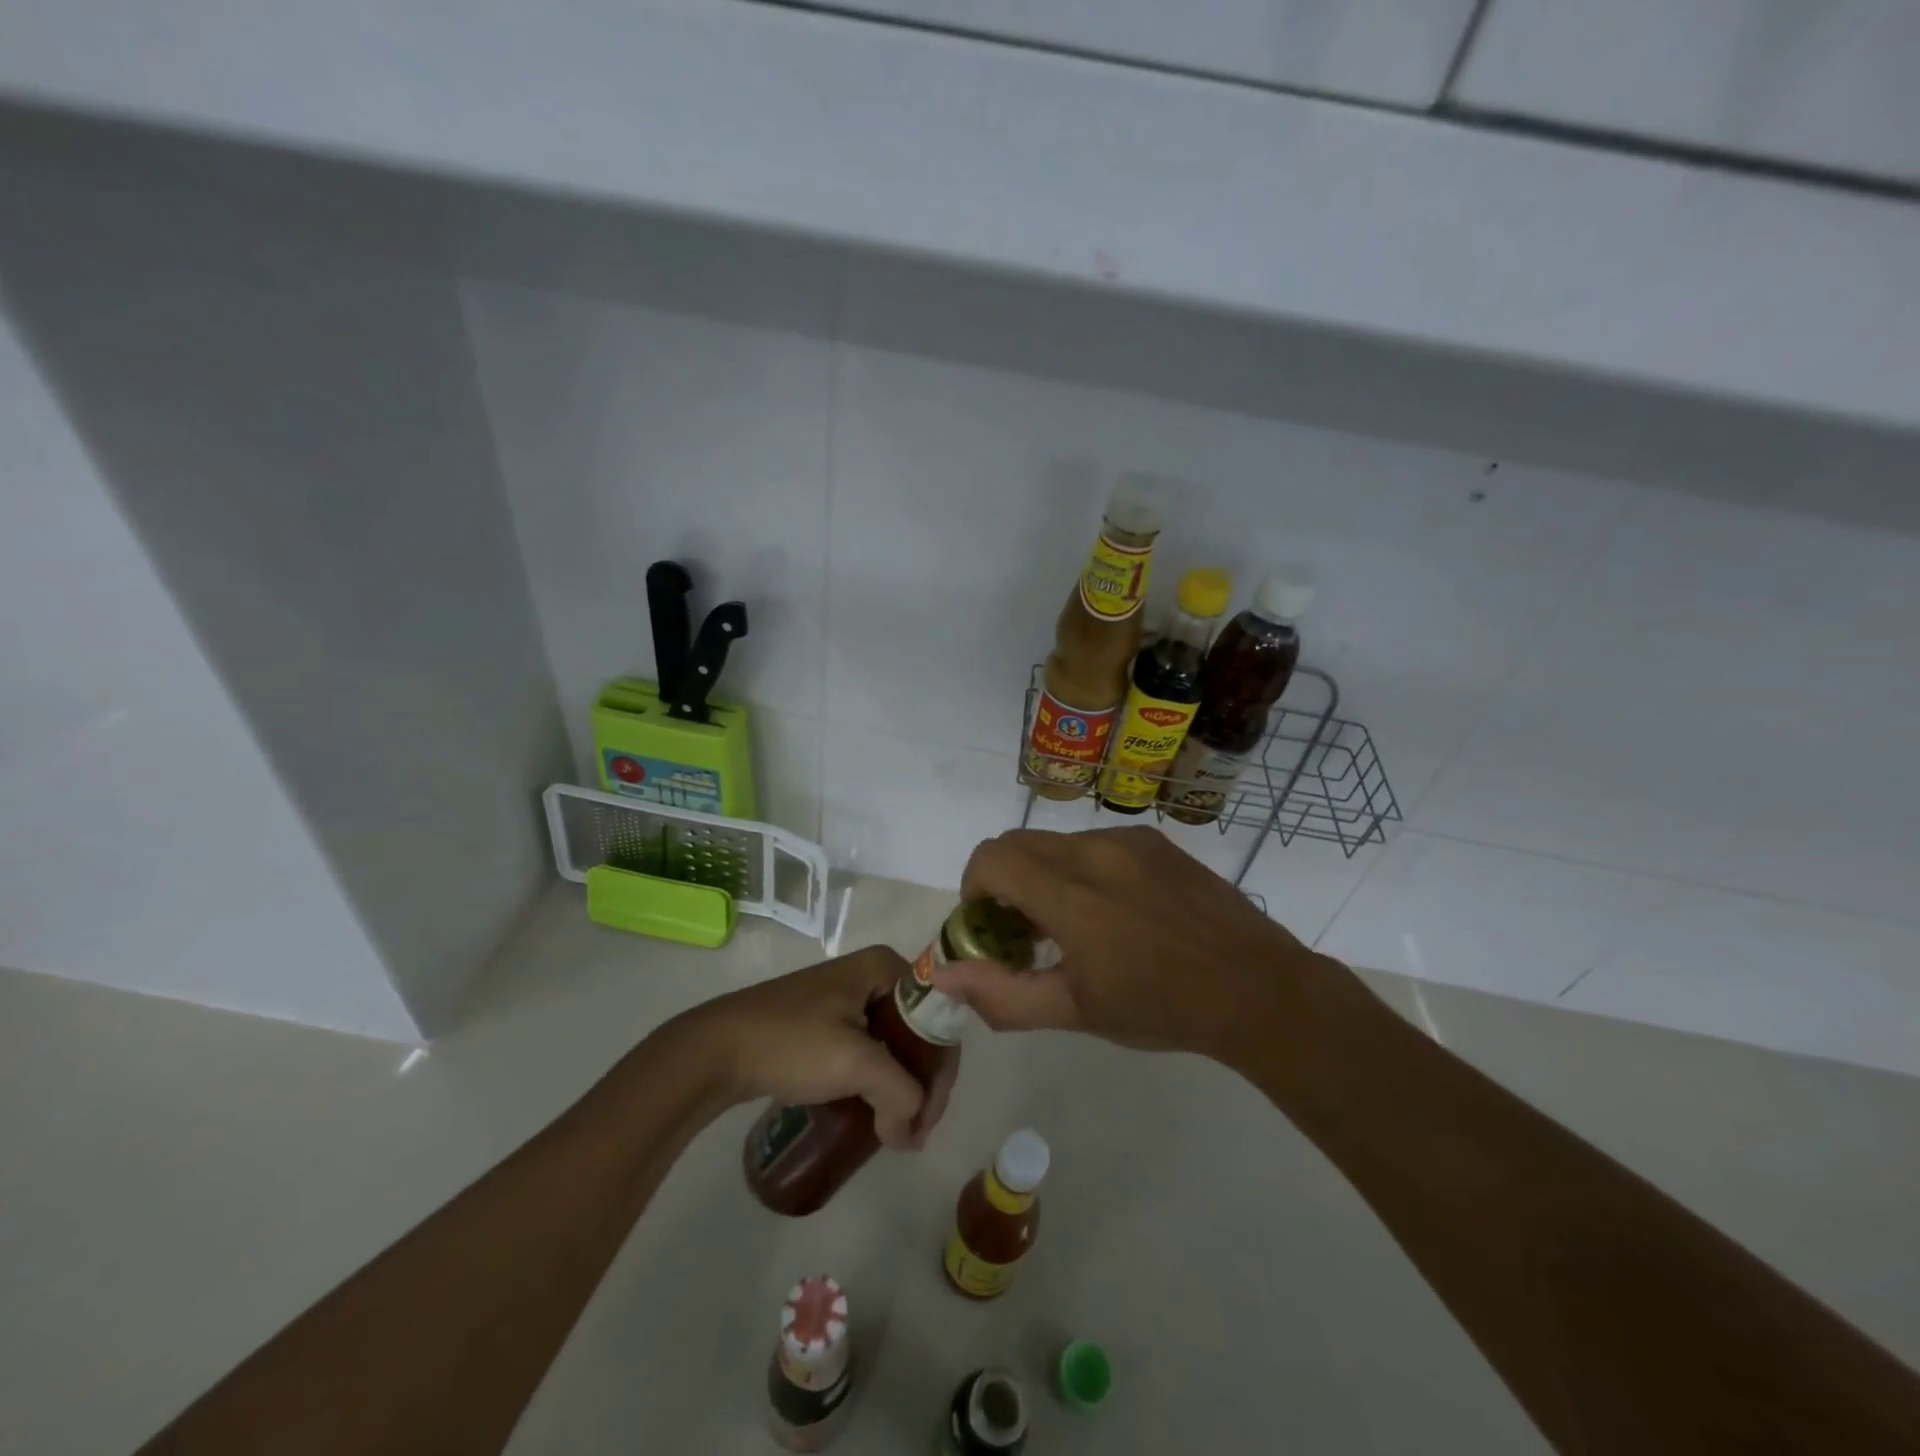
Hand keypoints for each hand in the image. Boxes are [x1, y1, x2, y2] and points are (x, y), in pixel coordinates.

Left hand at [661, 946, 957, 1150]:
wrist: (716, 1049)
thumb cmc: (791, 1042)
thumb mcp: (855, 1063)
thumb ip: (899, 1096)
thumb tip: (909, 1136)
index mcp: (884, 967)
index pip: (936, 1017)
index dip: (941, 1070)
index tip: (928, 1118)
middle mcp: (871, 974)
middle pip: (918, 1031)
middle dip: (922, 1082)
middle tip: (914, 1130)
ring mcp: (846, 998)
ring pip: (894, 1043)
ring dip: (900, 1086)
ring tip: (897, 1129)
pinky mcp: (826, 1022)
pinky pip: (869, 1050)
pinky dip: (877, 1081)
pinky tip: (873, 1111)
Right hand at [933, 826, 1316, 1058]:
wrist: (1257, 988)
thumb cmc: (1161, 1007)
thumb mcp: (1076, 1012)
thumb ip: (1003, 994)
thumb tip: (946, 977)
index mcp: (1070, 894)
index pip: (991, 859)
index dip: (974, 889)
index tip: (989, 926)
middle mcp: (1094, 851)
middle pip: (1017, 844)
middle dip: (1004, 882)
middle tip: (1025, 931)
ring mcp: (1128, 839)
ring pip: (1056, 842)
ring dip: (1044, 875)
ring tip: (1075, 924)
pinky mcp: (1154, 840)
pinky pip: (1095, 842)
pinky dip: (1081, 868)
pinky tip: (1116, 910)